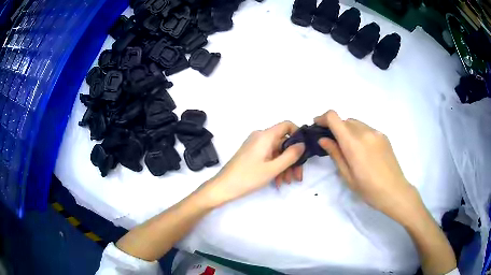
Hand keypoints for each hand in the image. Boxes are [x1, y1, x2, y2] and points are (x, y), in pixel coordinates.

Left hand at [203, 121, 304, 205]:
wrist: (223, 187)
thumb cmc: (248, 177)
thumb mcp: (273, 168)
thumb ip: (290, 155)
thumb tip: (303, 144)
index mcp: (265, 136)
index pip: (287, 125)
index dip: (298, 134)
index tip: (304, 150)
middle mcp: (261, 137)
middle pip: (283, 142)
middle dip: (293, 159)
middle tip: (298, 176)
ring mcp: (256, 146)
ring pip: (277, 152)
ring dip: (285, 166)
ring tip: (288, 181)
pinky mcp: (252, 154)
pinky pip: (269, 157)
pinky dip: (275, 167)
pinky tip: (278, 181)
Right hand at [315, 110, 419, 223]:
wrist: (394, 191)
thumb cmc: (368, 188)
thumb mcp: (347, 175)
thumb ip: (335, 154)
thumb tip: (323, 139)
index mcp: (353, 142)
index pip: (334, 117)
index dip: (323, 118)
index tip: (317, 126)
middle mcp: (365, 132)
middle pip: (344, 120)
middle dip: (335, 127)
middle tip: (332, 143)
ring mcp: (376, 132)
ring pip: (356, 123)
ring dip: (348, 130)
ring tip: (349, 148)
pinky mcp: (384, 136)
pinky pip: (367, 128)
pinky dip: (359, 133)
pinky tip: (363, 150)